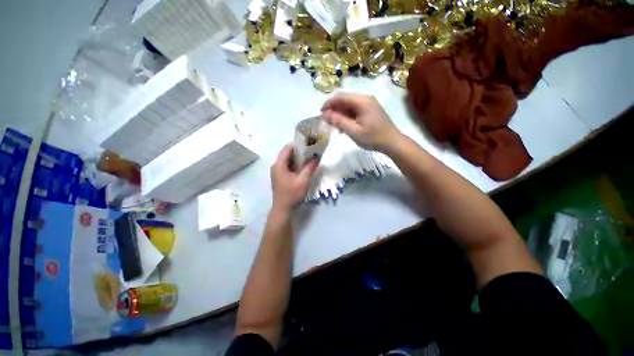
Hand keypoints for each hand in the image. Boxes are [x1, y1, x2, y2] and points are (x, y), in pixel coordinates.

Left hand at [271, 145, 318, 211]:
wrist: (283, 209)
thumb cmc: (292, 195)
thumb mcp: (303, 181)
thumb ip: (310, 167)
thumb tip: (317, 157)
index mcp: (279, 164)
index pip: (288, 148)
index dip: (299, 145)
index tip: (310, 145)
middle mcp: (276, 166)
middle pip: (288, 153)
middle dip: (300, 151)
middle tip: (312, 151)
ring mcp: (277, 171)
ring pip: (288, 160)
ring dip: (298, 158)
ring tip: (310, 158)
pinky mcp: (280, 176)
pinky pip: (288, 166)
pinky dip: (296, 165)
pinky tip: (304, 167)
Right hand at [321, 93, 402, 152]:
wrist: (392, 142)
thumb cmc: (373, 138)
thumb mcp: (353, 131)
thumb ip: (339, 121)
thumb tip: (325, 114)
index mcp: (362, 101)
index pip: (341, 97)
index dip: (329, 103)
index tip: (321, 113)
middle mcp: (366, 98)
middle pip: (345, 100)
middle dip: (334, 109)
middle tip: (327, 121)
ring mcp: (369, 104)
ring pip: (349, 105)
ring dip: (340, 114)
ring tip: (335, 126)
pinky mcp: (370, 110)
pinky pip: (355, 110)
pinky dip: (348, 117)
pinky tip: (344, 126)